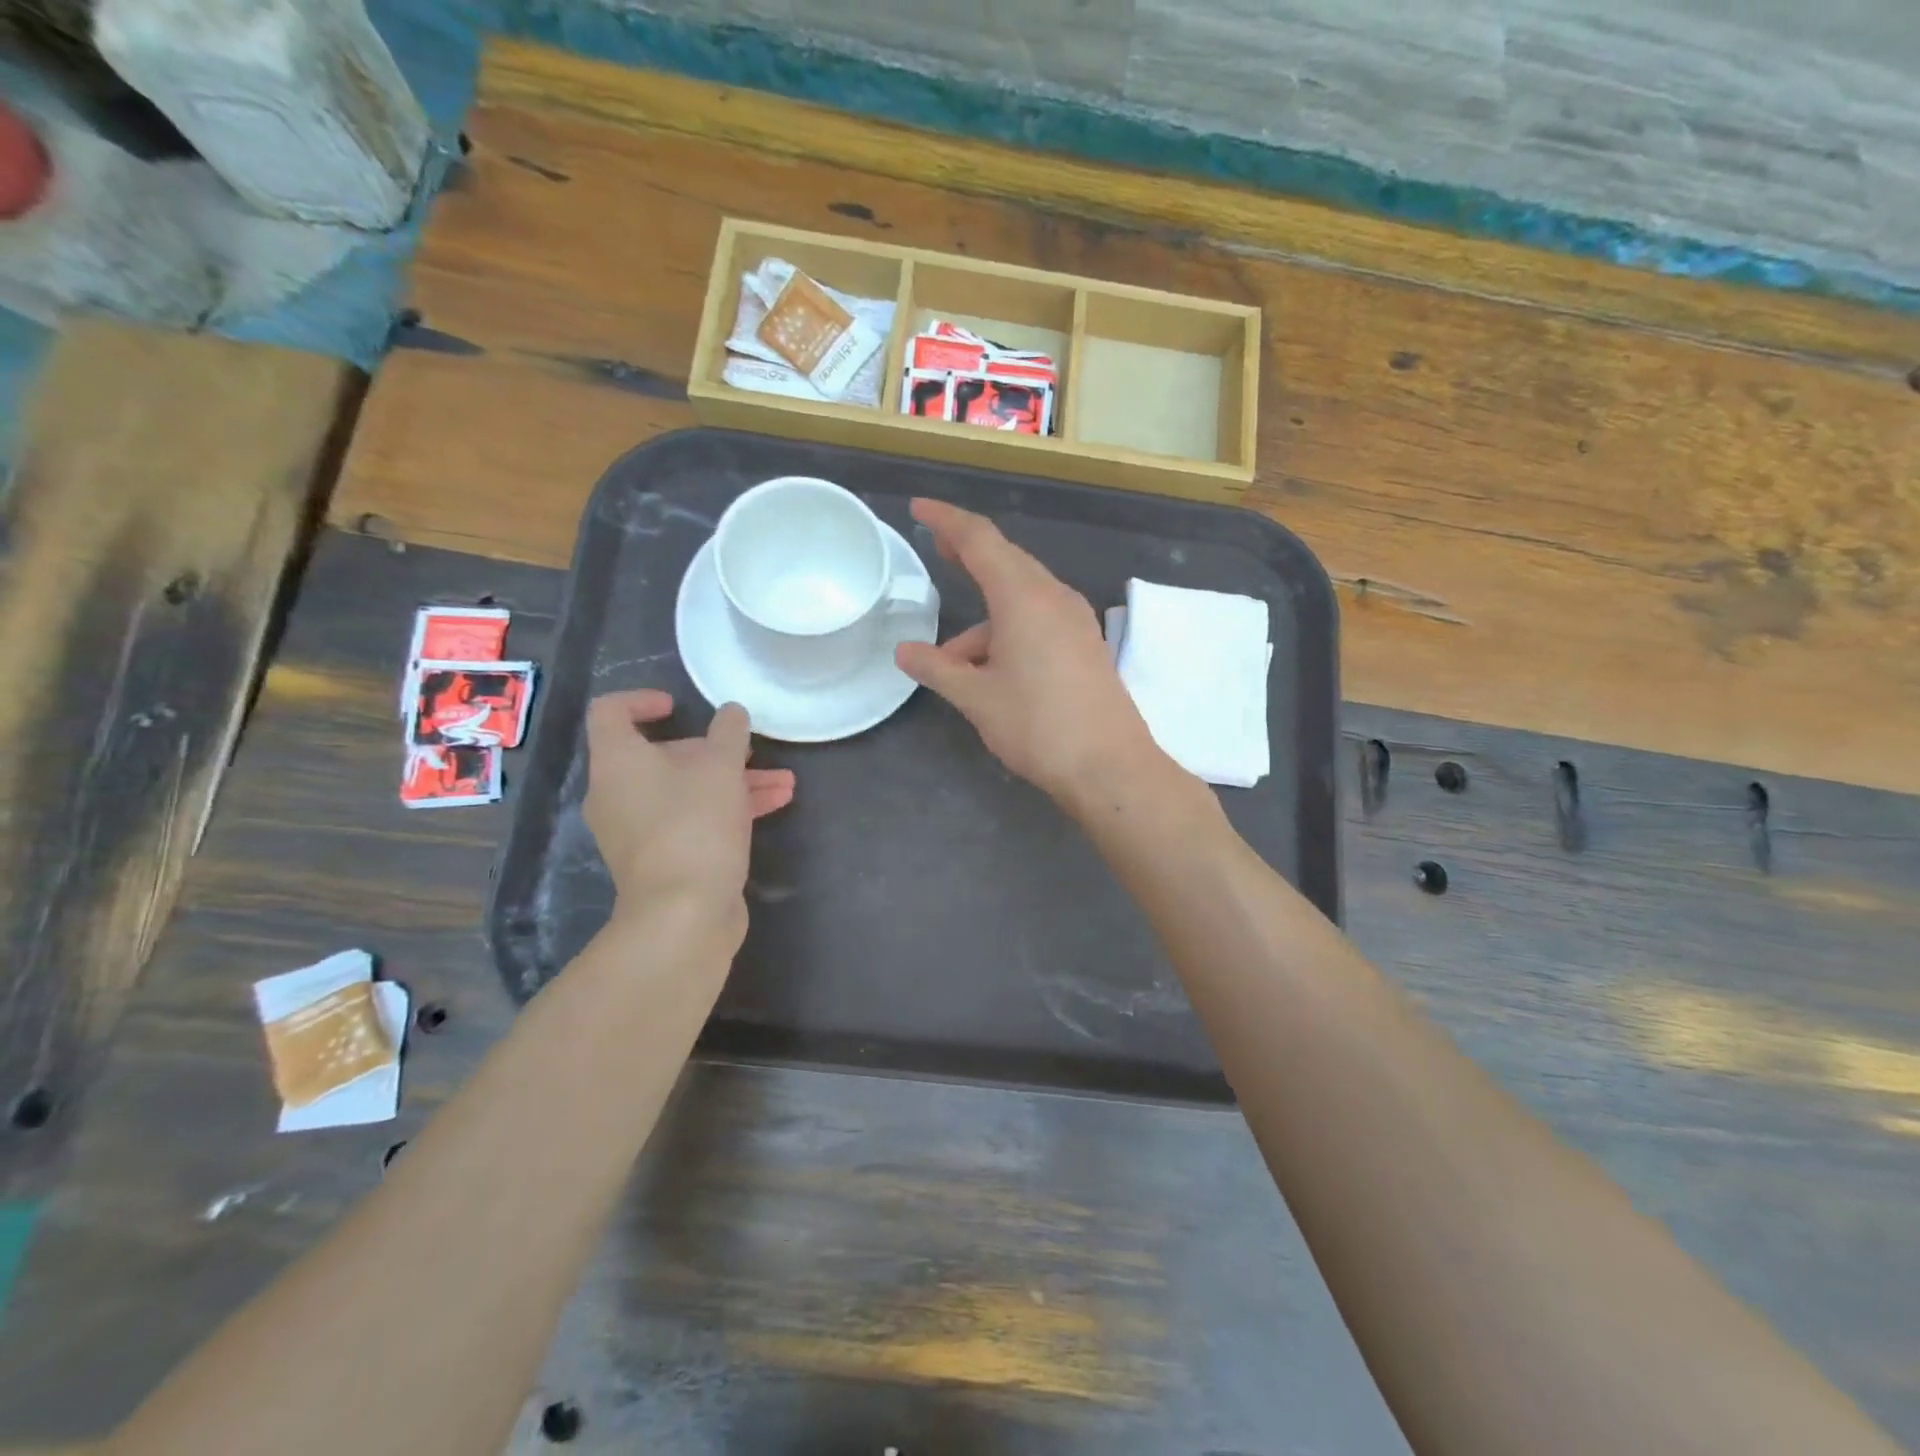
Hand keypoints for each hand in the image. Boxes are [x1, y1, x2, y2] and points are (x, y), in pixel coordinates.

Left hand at [583, 691, 794, 934]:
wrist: (683, 914)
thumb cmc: (695, 825)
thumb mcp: (721, 768)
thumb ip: (729, 733)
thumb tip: (731, 712)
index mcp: (618, 762)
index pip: (610, 712)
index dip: (642, 700)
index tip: (680, 706)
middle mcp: (618, 794)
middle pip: (661, 756)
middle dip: (714, 752)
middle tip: (750, 752)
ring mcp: (638, 830)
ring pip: (685, 791)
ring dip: (734, 782)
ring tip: (784, 782)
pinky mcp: (662, 859)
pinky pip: (691, 820)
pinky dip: (727, 809)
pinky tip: (774, 806)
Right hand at [895, 499, 1166, 810]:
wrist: (1110, 766)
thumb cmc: (1037, 726)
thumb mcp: (977, 698)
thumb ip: (938, 669)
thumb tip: (904, 652)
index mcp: (1023, 597)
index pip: (980, 540)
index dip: (946, 520)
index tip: (919, 509)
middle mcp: (1054, 597)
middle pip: (1005, 561)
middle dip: (969, 554)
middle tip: (938, 550)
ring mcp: (1076, 620)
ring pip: (1022, 598)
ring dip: (985, 616)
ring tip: (953, 661)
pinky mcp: (1086, 644)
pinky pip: (1040, 619)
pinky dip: (1009, 630)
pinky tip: (991, 669)